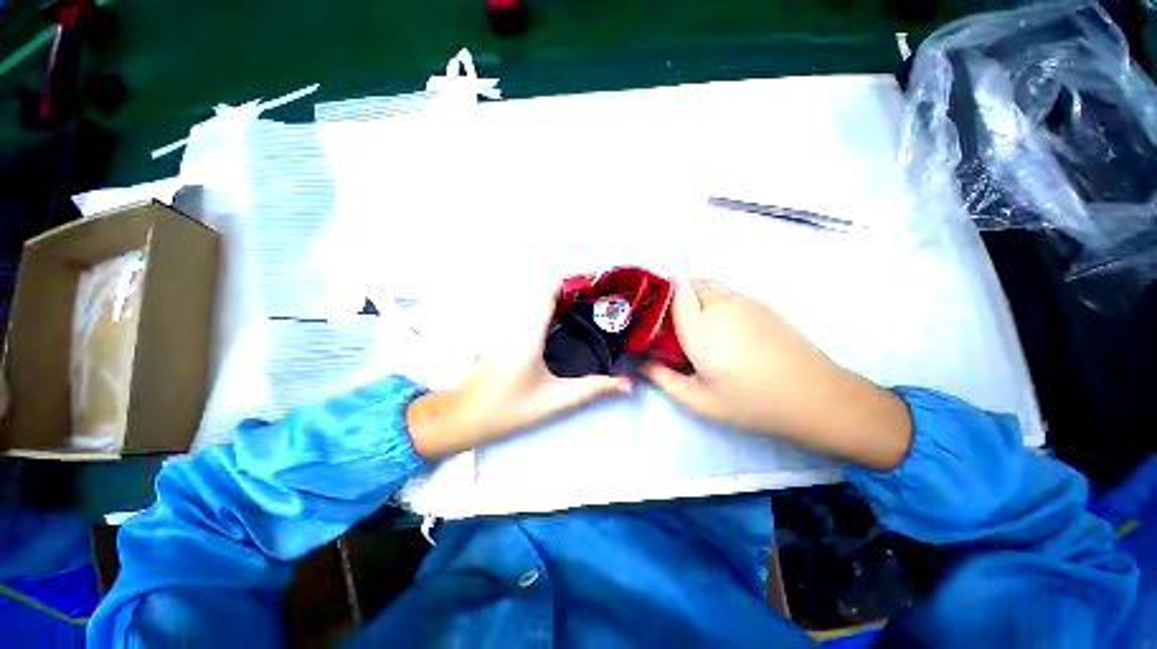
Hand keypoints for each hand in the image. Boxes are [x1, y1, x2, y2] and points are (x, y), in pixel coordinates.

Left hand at [406, 282, 631, 458]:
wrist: (464, 416)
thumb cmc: (508, 409)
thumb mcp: (555, 401)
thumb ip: (592, 390)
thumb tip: (627, 384)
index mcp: (528, 333)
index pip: (547, 292)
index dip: (570, 279)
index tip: (595, 279)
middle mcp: (516, 324)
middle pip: (542, 291)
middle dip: (570, 286)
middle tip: (597, 293)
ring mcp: (507, 328)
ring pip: (534, 300)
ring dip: (558, 294)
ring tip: (585, 302)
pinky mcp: (504, 335)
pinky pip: (528, 311)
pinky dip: (548, 306)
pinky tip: (562, 320)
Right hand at [643, 279, 911, 469]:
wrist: (813, 395)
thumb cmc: (750, 401)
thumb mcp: (698, 400)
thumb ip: (663, 378)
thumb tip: (640, 363)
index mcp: (699, 327)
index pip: (675, 291)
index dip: (661, 292)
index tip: (651, 307)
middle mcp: (719, 305)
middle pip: (690, 283)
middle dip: (675, 294)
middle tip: (670, 321)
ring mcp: (743, 301)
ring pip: (709, 284)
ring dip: (695, 293)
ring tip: (694, 320)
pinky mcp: (761, 304)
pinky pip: (727, 291)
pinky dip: (714, 297)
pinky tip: (720, 323)